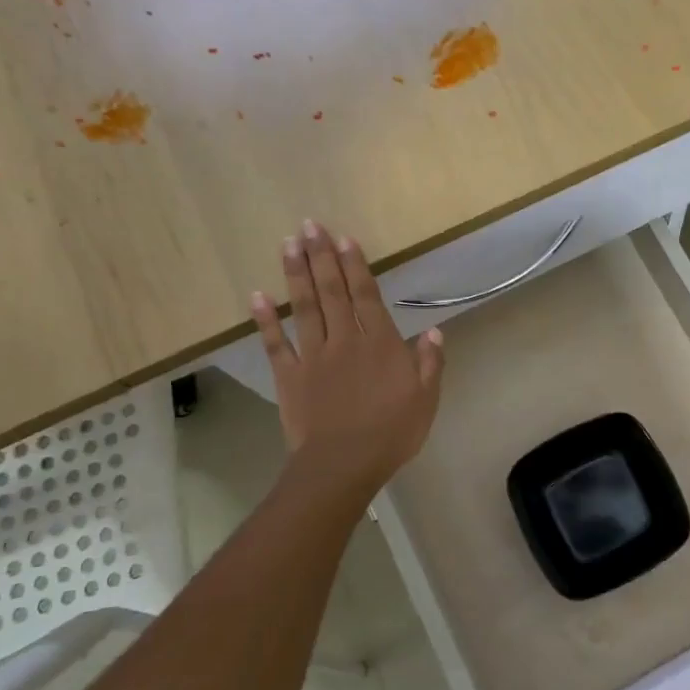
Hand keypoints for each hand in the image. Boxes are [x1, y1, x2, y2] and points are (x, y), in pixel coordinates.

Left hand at [249, 220, 444, 494]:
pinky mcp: (289, 376)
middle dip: (321, 256)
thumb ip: (430, 362)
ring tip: (288, 244)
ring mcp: (313, 356)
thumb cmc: (392, 432)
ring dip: (295, 274)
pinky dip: (264, 320)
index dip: (355, 265)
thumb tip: (433, 331)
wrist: (344, 464)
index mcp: (379, 344)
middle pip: (331, 291)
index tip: (344, 238)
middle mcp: (344, 340)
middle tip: (310, 225)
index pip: (366, 295)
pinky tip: (256, 296)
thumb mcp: (426, 399)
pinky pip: (275, 343)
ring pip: (303, 307)